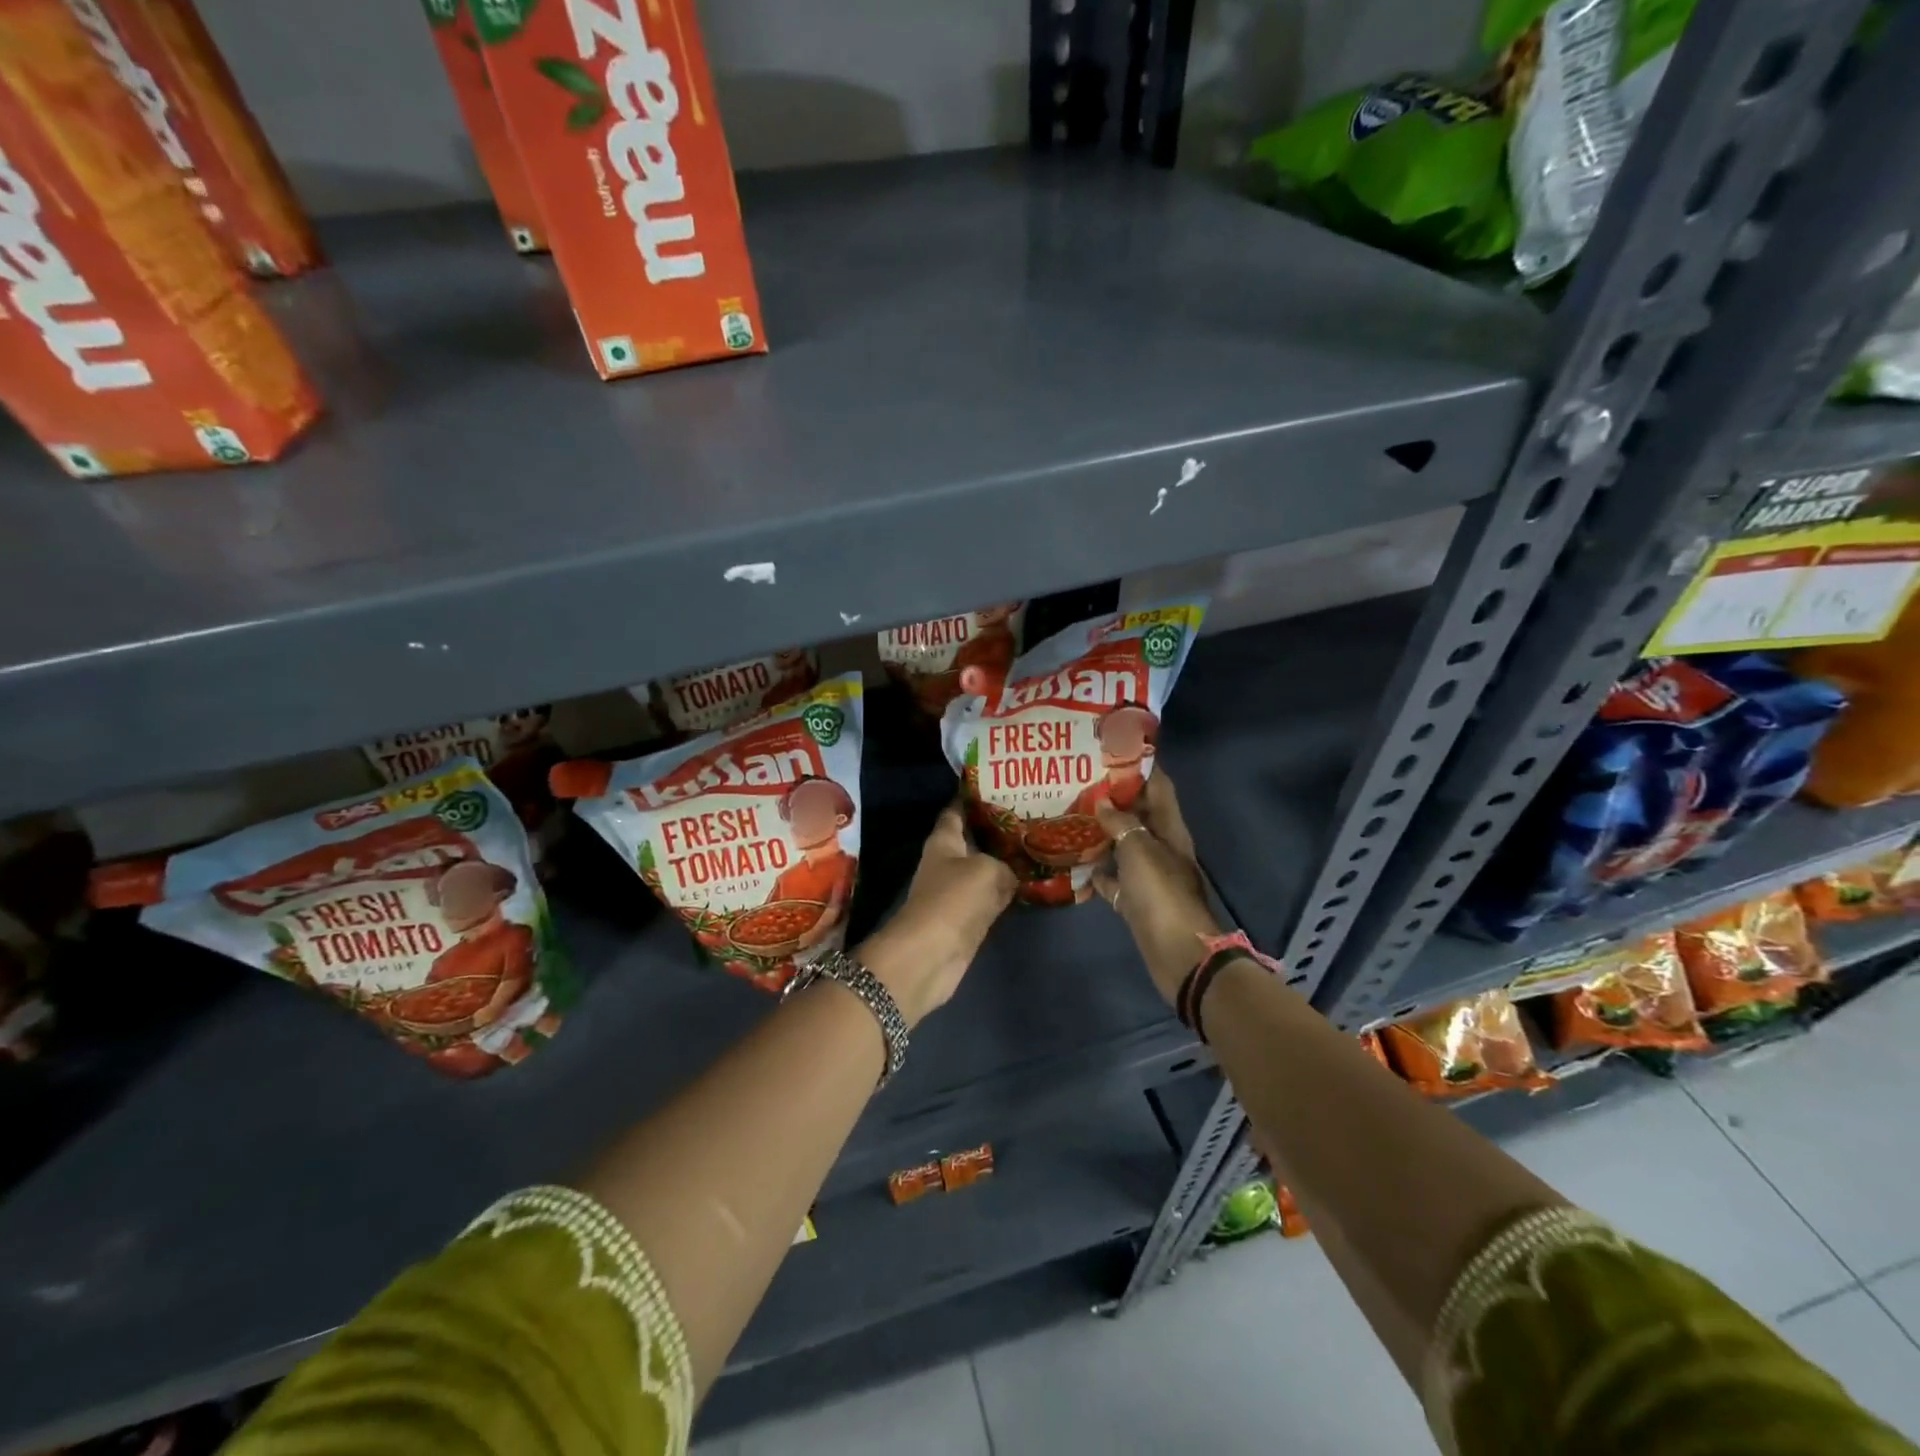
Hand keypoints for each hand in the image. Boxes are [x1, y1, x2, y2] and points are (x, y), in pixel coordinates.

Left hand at [857, 802, 1016, 1025]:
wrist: (932, 954)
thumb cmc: (954, 899)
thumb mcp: (987, 870)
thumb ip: (1006, 864)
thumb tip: (1014, 872)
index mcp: (944, 840)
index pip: (957, 810)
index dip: (974, 797)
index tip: (1000, 785)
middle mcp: (949, 861)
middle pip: (975, 839)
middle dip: (999, 828)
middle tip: (1033, 815)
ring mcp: (958, 891)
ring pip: (987, 868)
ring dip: (1007, 861)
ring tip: (1038, 844)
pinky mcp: (969, 917)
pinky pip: (993, 896)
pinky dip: (1009, 890)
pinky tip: (1032, 881)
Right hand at [1089, 770, 1221, 1004]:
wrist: (1177, 954)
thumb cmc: (1161, 893)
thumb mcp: (1139, 850)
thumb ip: (1120, 823)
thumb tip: (1102, 802)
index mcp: (1170, 829)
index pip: (1158, 787)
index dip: (1140, 766)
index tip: (1112, 749)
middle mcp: (1161, 847)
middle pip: (1138, 814)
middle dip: (1113, 797)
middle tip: (1079, 780)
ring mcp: (1148, 875)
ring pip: (1122, 845)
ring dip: (1101, 832)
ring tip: (1070, 814)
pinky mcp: (1135, 900)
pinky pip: (1113, 879)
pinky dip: (1096, 871)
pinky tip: (1072, 862)